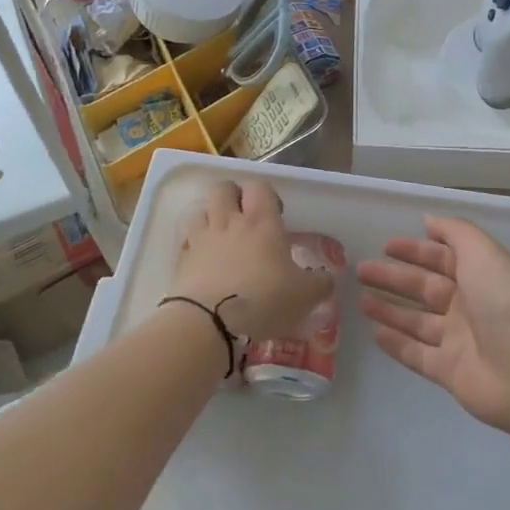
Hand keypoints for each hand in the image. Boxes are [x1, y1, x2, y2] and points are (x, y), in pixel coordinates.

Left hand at [169, 179, 334, 340]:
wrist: (208, 322)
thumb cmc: (264, 301)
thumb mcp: (304, 296)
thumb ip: (320, 284)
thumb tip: (327, 278)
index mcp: (262, 223)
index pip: (260, 187)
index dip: (267, 195)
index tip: (275, 215)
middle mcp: (229, 222)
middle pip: (223, 188)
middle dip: (233, 196)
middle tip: (245, 218)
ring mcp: (202, 239)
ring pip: (201, 210)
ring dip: (211, 218)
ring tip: (222, 239)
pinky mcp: (182, 260)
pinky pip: (187, 241)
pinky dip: (195, 245)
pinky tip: (205, 262)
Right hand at [357, 216, 509, 431]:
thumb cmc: (507, 304)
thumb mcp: (483, 254)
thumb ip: (455, 233)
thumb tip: (428, 220)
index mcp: (481, 276)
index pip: (443, 258)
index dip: (415, 250)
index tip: (385, 245)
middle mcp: (469, 306)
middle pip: (425, 288)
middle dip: (394, 277)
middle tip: (362, 270)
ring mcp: (459, 340)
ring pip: (417, 321)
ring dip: (390, 309)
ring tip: (360, 299)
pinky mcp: (449, 371)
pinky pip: (416, 354)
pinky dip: (396, 343)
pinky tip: (374, 333)